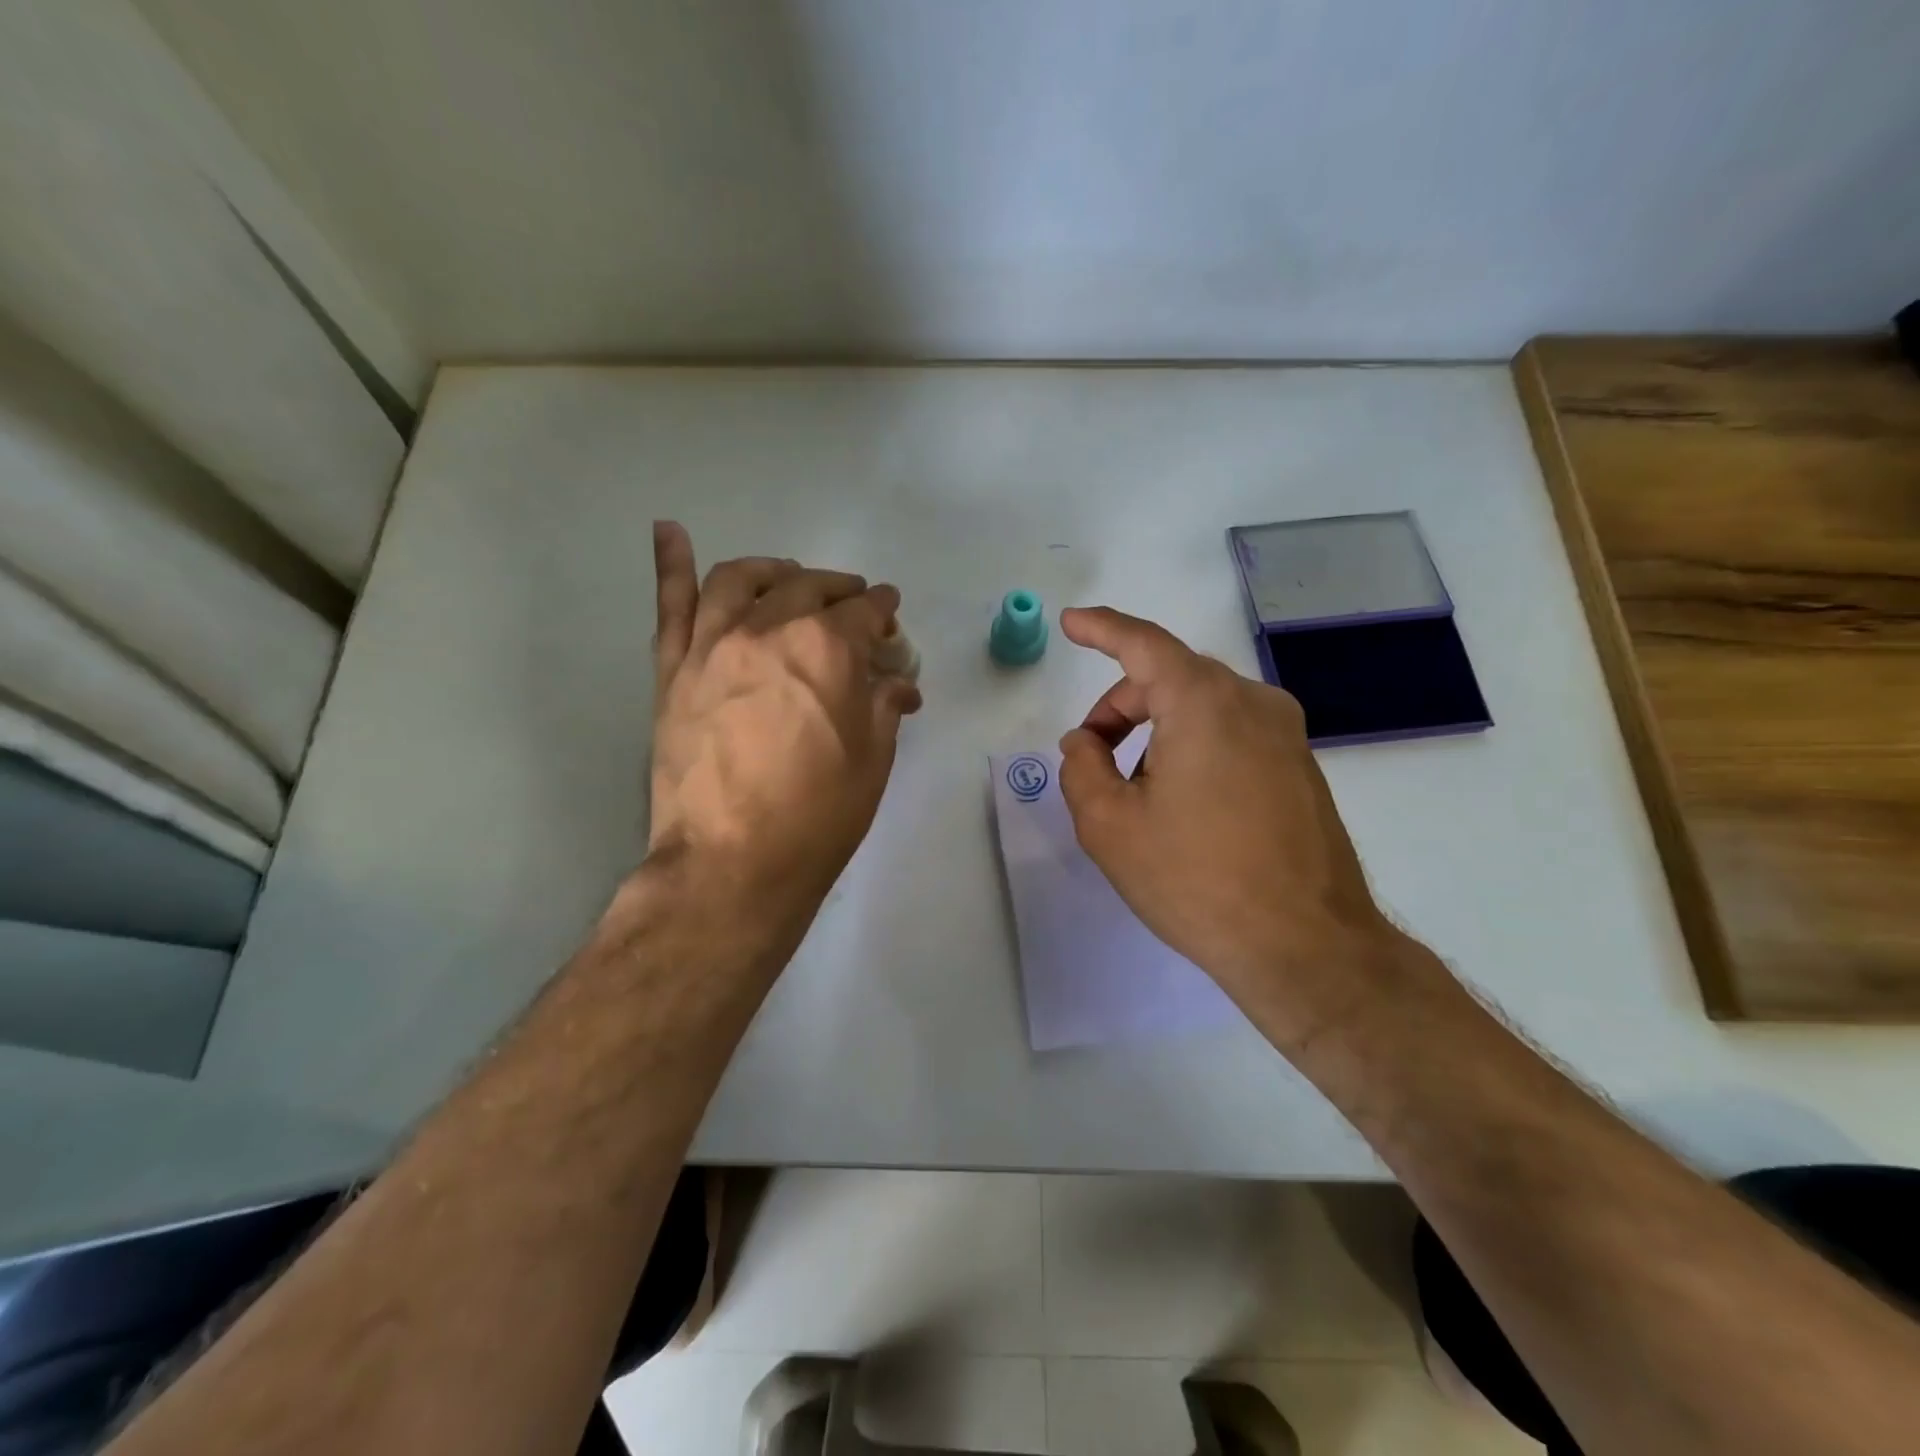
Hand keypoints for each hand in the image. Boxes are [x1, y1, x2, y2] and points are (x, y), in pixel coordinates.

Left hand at [641, 522, 921, 956]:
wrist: (731, 863)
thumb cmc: (817, 817)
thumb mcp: (871, 761)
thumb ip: (883, 707)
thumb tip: (898, 684)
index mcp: (828, 649)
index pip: (864, 611)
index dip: (882, 610)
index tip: (889, 614)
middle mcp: (769, 630)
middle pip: (808, 588)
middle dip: (839, 589)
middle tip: (852, 601)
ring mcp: (713, 645)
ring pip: (741, 581)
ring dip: (773, 569)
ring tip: (788, 574)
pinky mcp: (674, 671)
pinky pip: (671, 606)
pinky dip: (671, 563)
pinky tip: (670, 530)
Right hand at [1056, 607, 1411, 1043]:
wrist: (1306, 946)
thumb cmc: (1196, 879)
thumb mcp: (1110, 826)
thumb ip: (1082, 768)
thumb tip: (1085, 742)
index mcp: (1204, 702)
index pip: (1143, 644)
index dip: (1101, 628)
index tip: (1071, 623)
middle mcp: (1252, 702)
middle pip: (1171, 678)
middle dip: (1121, 705)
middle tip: (1091, 755)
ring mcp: (1286, 734)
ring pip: (1203, 706)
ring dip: (1157, 730)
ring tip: (1137, 793)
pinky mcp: (1301, 766)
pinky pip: (1233, 733)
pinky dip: (1193, 747)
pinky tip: (1183, 806)